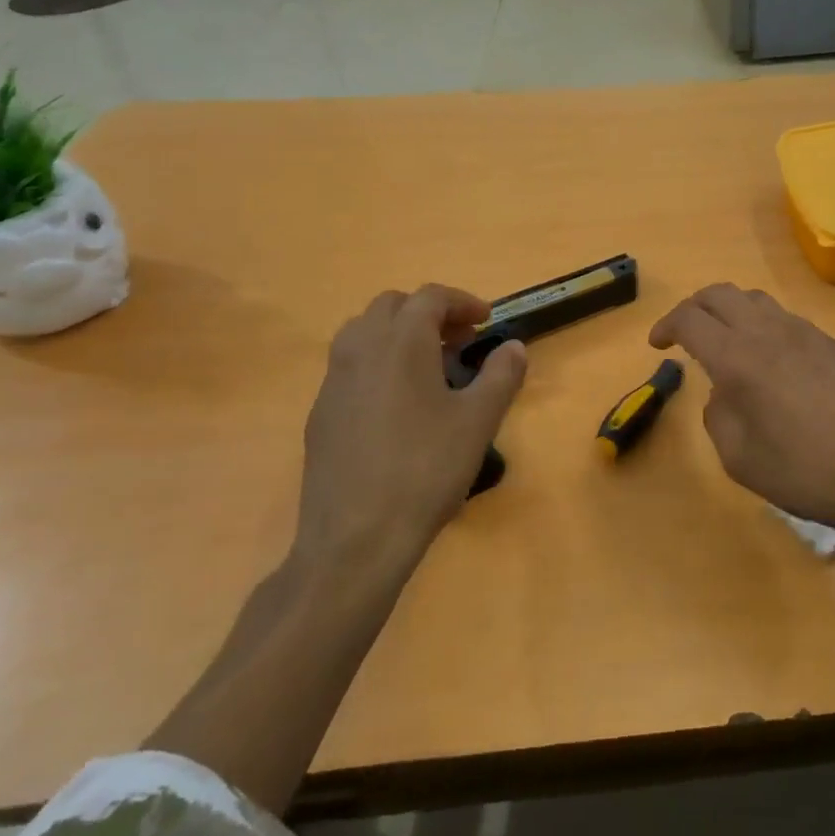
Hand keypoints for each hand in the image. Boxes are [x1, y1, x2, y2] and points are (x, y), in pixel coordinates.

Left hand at [294, 285, 526, 574]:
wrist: (356, 538)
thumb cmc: (425, 470)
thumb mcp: (478, 421)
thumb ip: (501, 375)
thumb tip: (513, 346)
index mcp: (400, 343)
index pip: (430, 297)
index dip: (463, 302)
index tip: (487, 321)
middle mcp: (360, 350)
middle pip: (392, 306)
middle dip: (429, 313)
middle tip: (460, 342)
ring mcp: (333, 382)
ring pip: (363, 332)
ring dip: (399, 334)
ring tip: (429, 367)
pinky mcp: (320, 414)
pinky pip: (350, 366)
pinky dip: (378, 363)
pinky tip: (399, 405)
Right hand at [649, 284, 834, 539]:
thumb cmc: (808, 472)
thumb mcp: (741, 461)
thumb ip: (718, 417)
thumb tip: (723, 393)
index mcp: (738, 358)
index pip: (690, 319)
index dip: (666, 326)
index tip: (658, 344)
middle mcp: (769, 332)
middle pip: (720, 293)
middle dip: (694, 306)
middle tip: (685, 332)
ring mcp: (807, 333)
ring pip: (756, 300)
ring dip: (731, 311)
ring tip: (727, 341)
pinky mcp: (834, 345)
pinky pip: (787, 320)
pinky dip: (764, 327)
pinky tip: (773, 362)